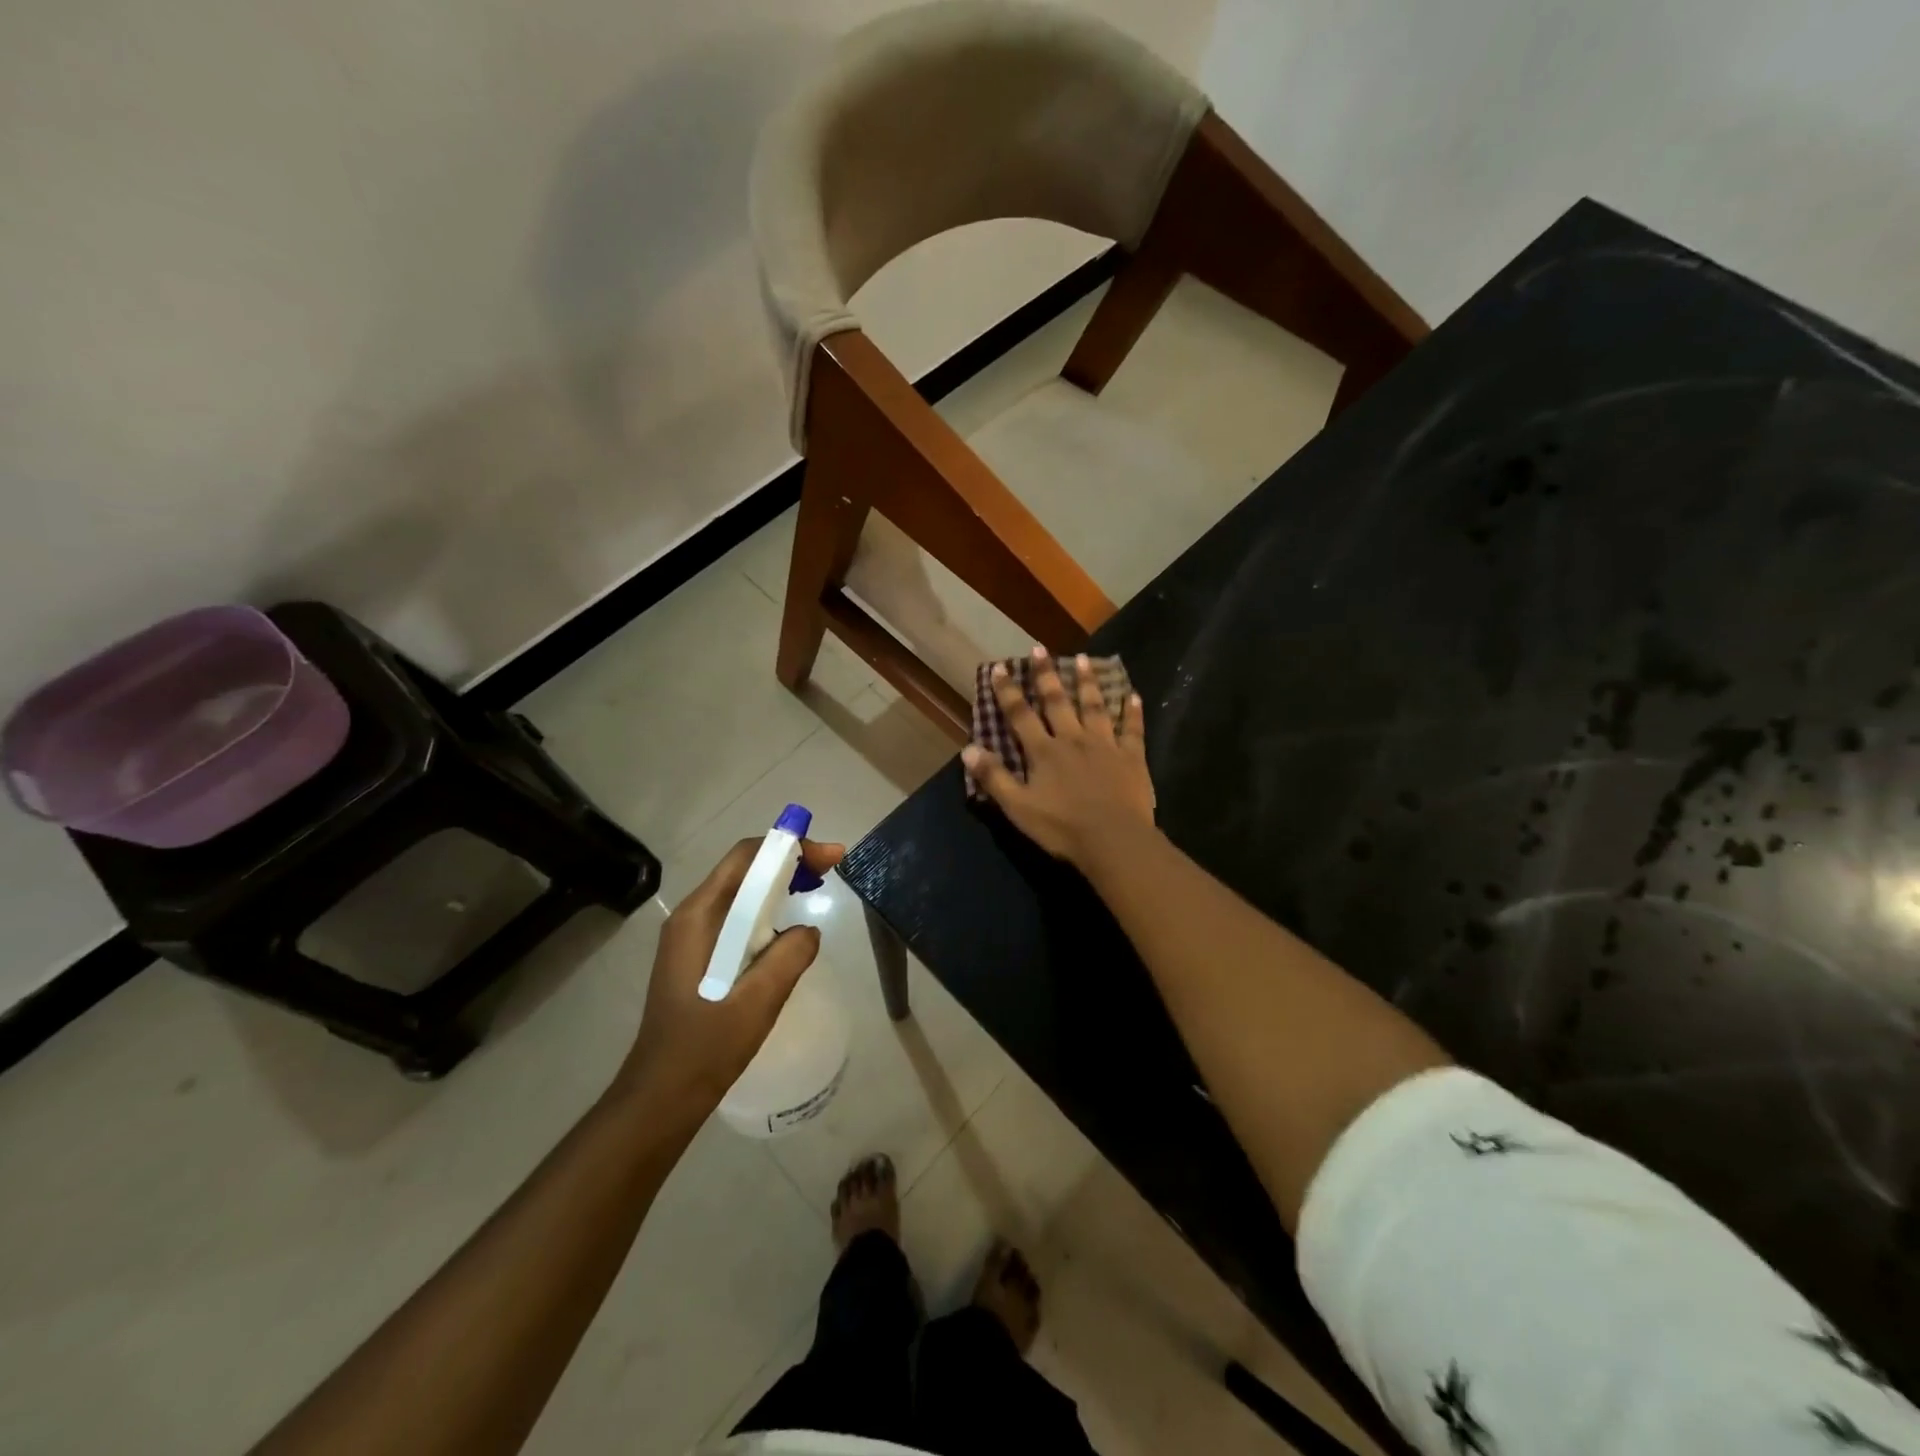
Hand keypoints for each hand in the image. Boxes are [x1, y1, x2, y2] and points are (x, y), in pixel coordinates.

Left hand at [616, 835, 844, 1115]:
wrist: (662, 1094)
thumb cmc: (707, 1046)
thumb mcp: (758, 1000)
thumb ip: (790, 955)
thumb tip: (809, 929)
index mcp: (699, 917)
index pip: (746, 858)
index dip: (790, 847)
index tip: (831, 856)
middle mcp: (691, 916)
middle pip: (743, 869)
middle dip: (788, 861)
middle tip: (830, 868)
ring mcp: (690, 936)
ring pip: (740, 892)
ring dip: (778, 883)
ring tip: (815, 888)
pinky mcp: (696, 955)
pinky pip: (735, 916)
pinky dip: (765, 909)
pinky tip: (785, 926)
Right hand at [962, 648, 1155, 866]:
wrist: (1114, 840)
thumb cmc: (1062, 828)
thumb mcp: (1018, 807)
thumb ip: (994, 777)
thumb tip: (968, 748)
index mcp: (1044, 752)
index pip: (1020, 715)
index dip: (1008, 692)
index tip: (1000, 667)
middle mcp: (1073, 739)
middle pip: (1057, 702)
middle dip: (1046, 675)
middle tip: (1039, 648)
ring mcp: (1105, 746)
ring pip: (1095, 707)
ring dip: (1088, 682)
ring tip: (1084, 659)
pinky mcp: (1132, 758)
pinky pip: (1132, 729)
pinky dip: (1132, 712)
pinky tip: (1133, 695)